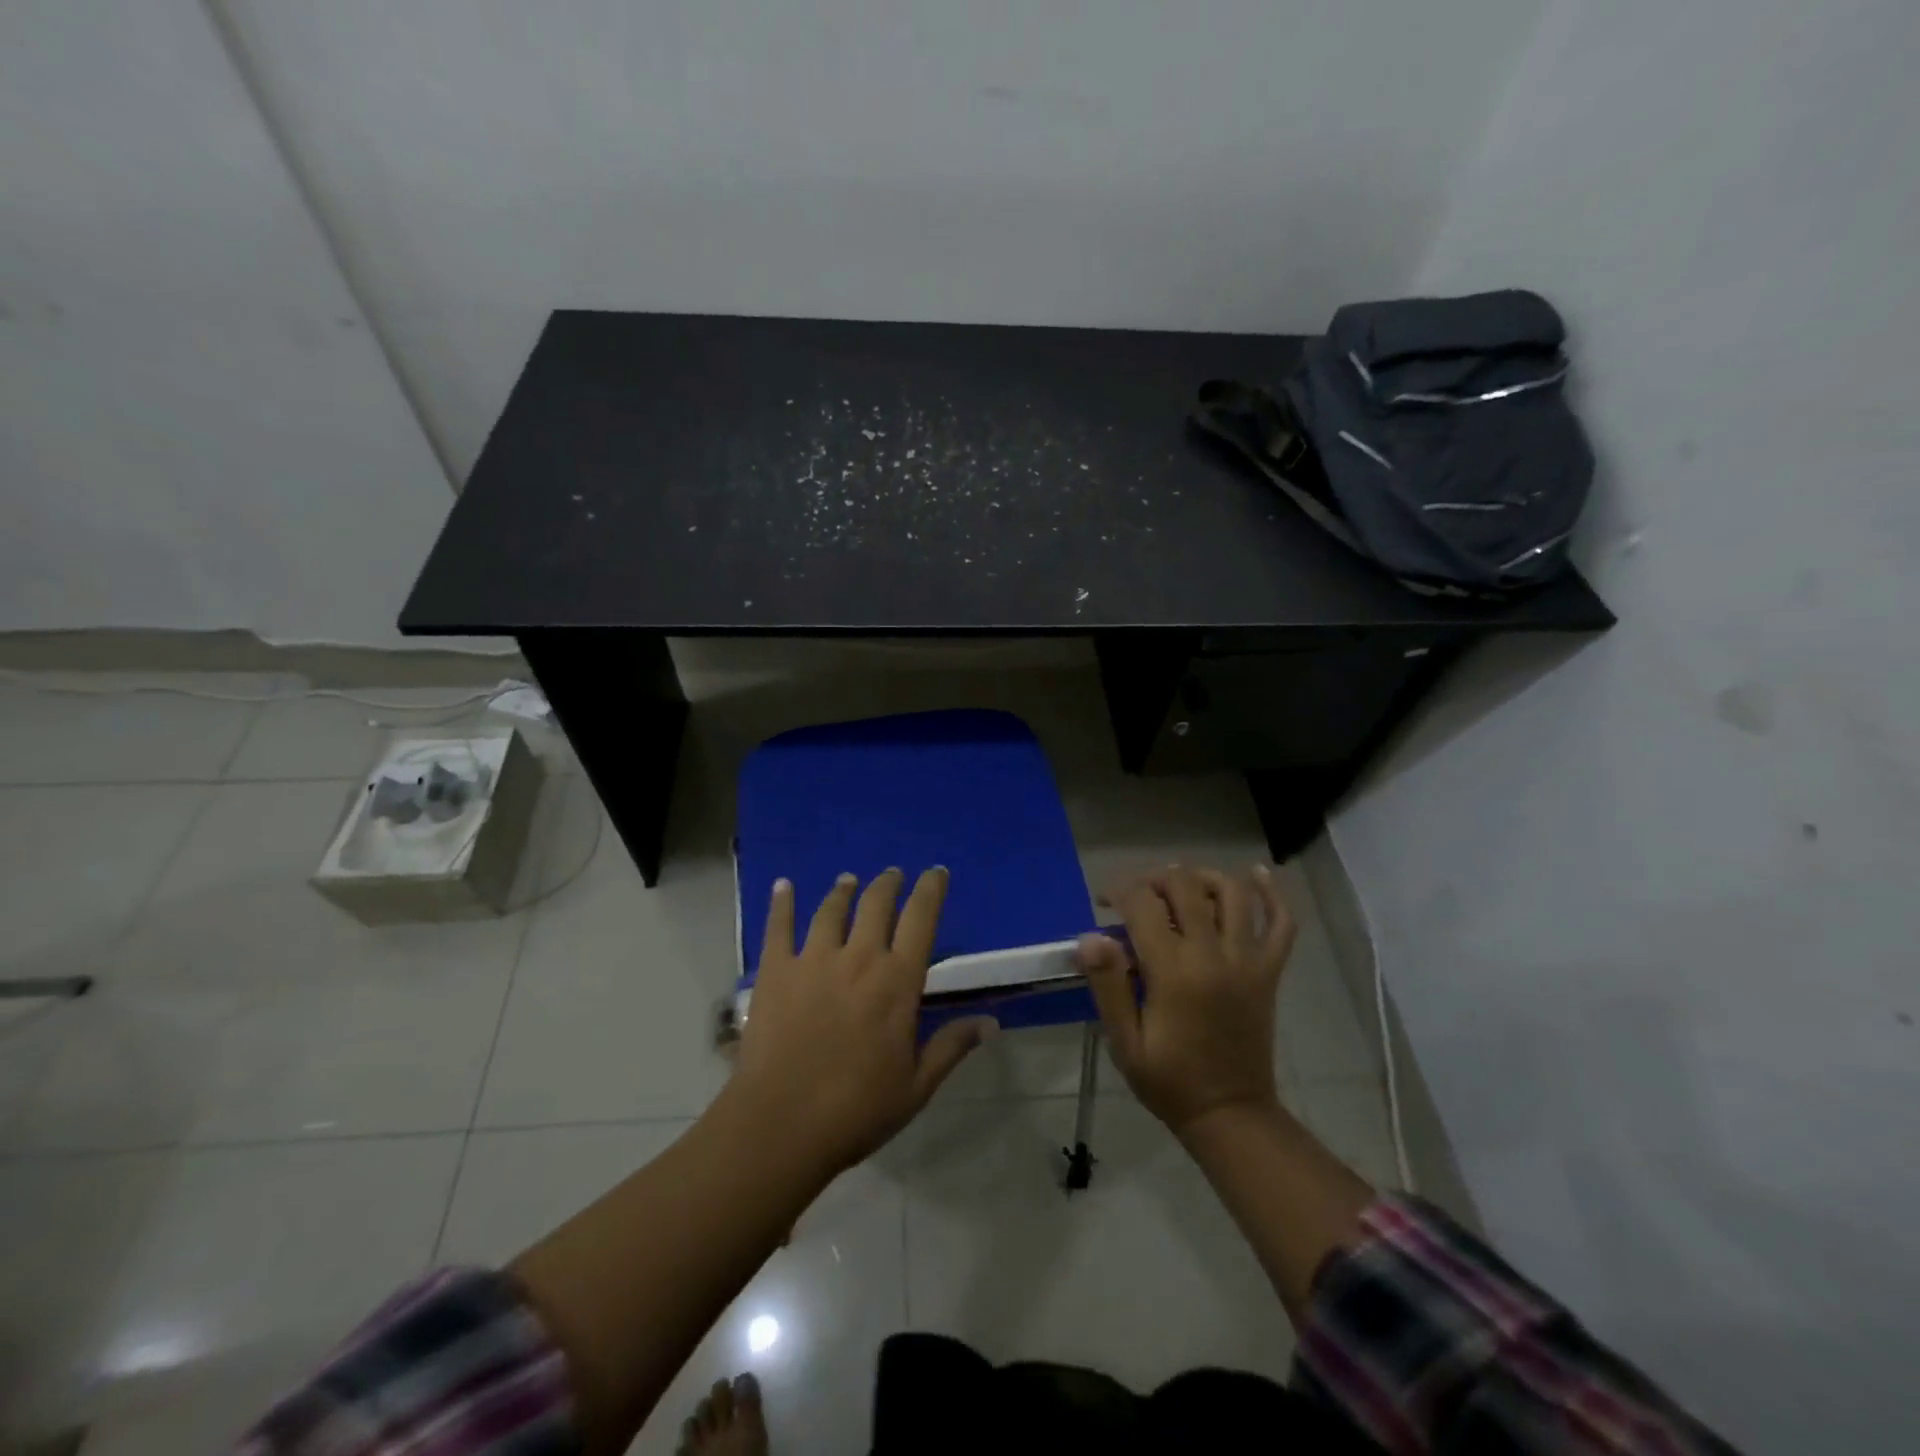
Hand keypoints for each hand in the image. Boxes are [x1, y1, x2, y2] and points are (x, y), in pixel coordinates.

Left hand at [732, 868, 994, 1175]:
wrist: (781, 1124)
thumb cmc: (856, 1109)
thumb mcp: (916, 1086)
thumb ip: (952, 1046)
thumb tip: (991, 1022)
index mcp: (897, 981)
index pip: (921, 919)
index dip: (931, 890)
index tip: (936, 873)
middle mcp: (859, 957)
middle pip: (876, 904)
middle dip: (888, 884)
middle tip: (892, 875)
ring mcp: (813, 960)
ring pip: (832, 910)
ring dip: (843, 890)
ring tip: (848, 880)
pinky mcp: (775, 971)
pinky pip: (779, 927)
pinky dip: (782, 903)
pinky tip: (784, 886)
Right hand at [1077, 865, 1294, 1134]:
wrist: (1230, 1114)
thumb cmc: (1169, 1080)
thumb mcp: (1125, 1042)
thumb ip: (1108, 985)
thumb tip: (1089, 937)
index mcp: (1174, 972)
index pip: (1143, 905)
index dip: (1119, 892)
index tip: (1104, 902)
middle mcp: (1214, 955)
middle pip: (1186, 887)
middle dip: (1155, 879)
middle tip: (1137, 895)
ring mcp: (1248, 960)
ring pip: (1233, 893)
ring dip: (1203, 877)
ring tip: (1182, 885)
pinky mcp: (1269, 971)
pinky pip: (1281, 923)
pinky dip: (1272, 894)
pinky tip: (1257, 874)